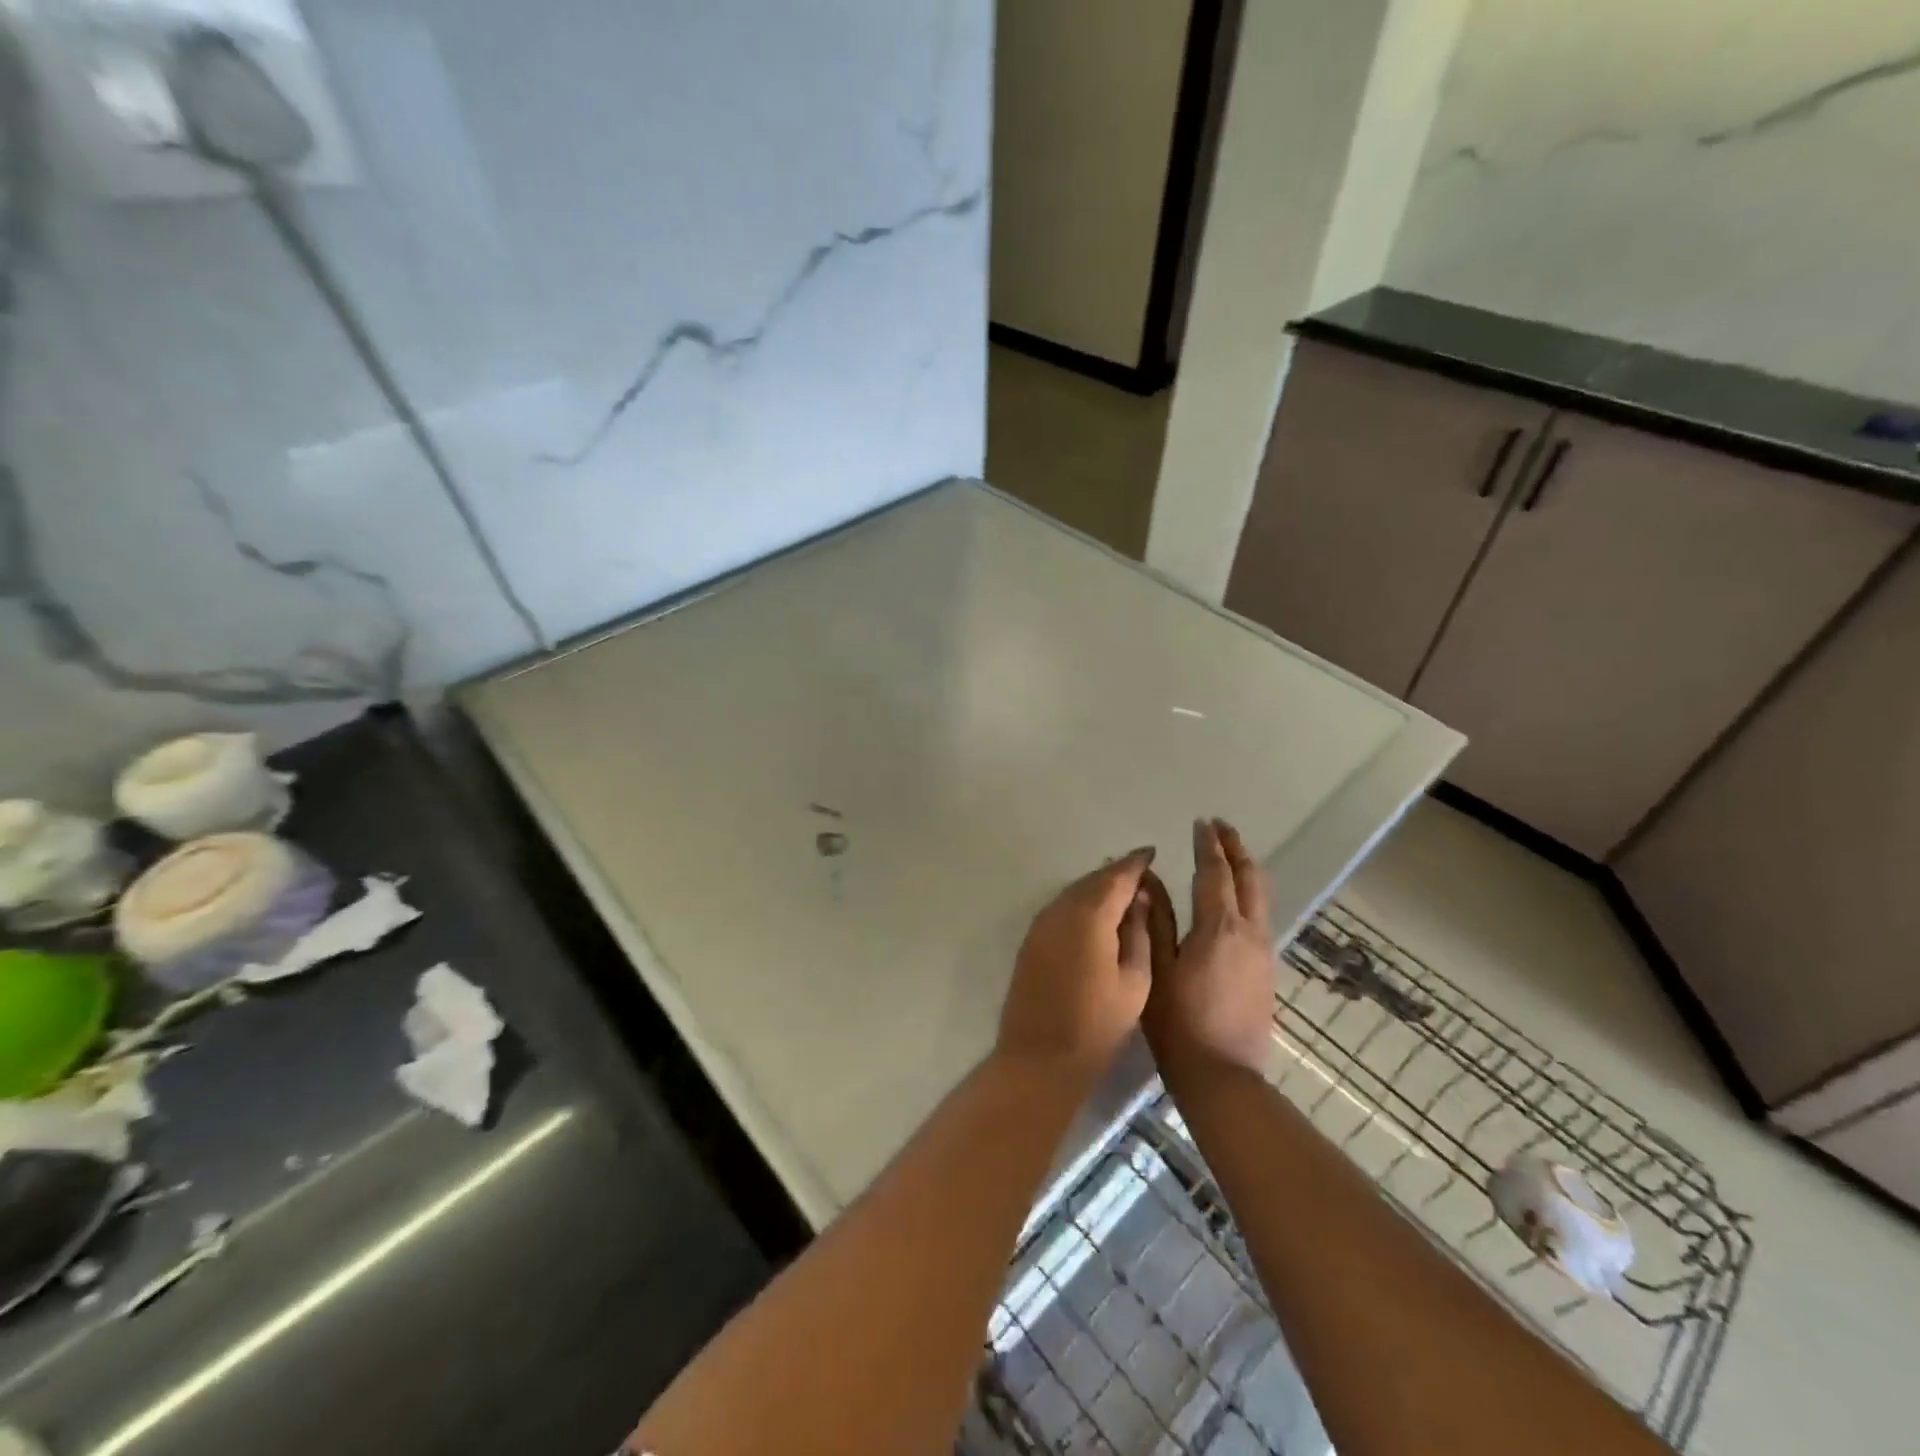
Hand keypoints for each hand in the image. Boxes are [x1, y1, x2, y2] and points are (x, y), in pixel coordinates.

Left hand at [997, 848, 1156, 1084]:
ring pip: (1074, 892)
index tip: (1152, 853)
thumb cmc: (1097, 1024)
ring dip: (1097, 887)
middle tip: (1141, 872)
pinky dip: (1081, 903)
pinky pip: (1061, 908)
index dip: (1136, 863)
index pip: (1117, 876)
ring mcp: (1041, 924)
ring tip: (1123, 892)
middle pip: (1093, 880)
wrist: (1040, 1056)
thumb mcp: (1135, 981)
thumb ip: (1139, 933)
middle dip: (1117, 872)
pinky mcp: (1032, 940)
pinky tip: (1095, 916)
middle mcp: (1061, 910)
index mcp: (1090, 915)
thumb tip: (1140, 899)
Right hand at [1142, 819, 1275, 1076]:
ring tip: (1230, 854)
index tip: (1201, 822)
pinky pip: (1260, 916)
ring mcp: (1263, 952)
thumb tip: (1149, 879)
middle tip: (1221, 827)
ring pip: (1261, 897)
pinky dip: (1249, 894)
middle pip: (1249, 878)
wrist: (1223, 1077)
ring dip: (1246, 869)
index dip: (1208, 845)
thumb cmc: (1178, 1023)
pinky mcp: (1266, 969)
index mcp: (1218, 927)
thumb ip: (1155, 920)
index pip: (1215, 873)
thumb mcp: (1156, 968)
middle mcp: (1249, 932)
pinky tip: (1234, 899)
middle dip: (1236, 848)